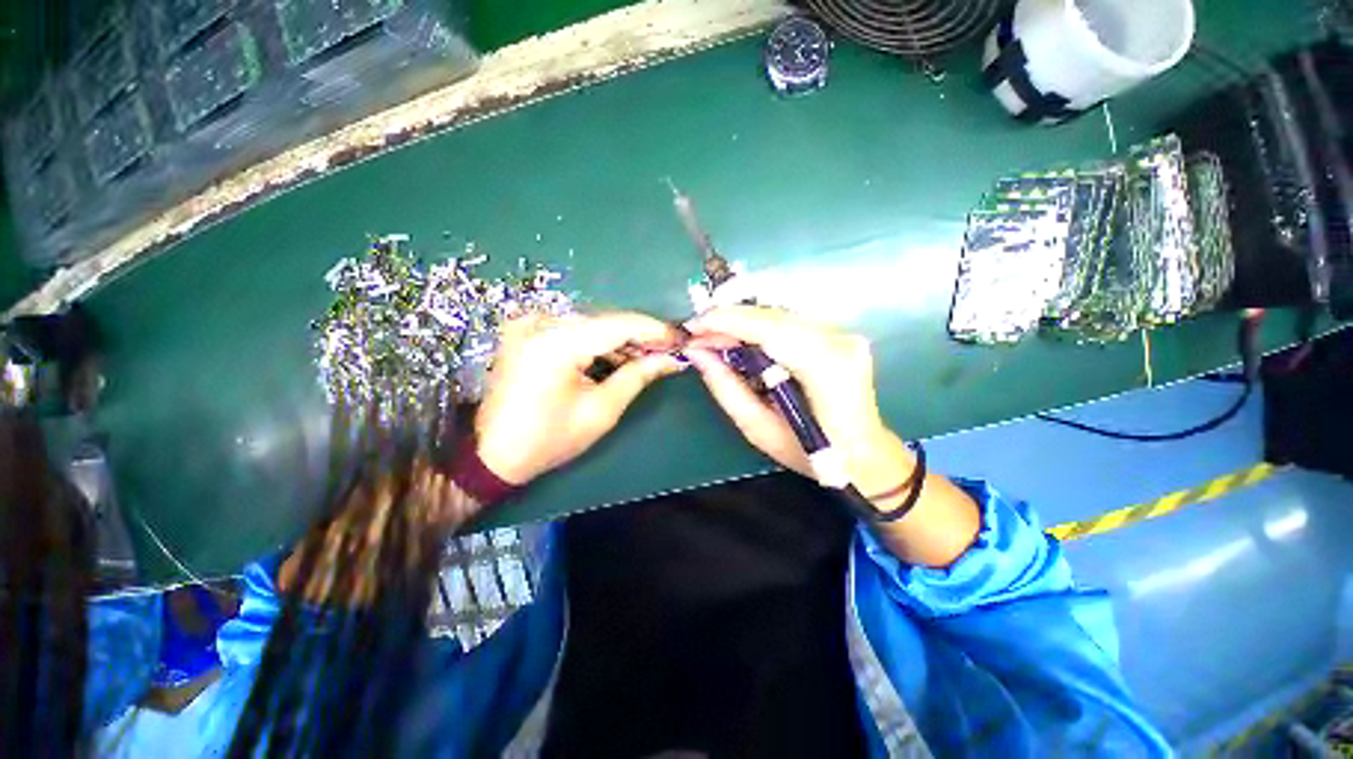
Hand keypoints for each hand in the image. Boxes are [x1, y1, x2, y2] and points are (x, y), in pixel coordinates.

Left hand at [475, 312, 683, 483]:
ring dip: (621, 340)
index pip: (618, 325)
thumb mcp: (601, 411)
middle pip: (605, 322)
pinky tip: (618, 357)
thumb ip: (638, 376)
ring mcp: (529, 324)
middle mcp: (540, 323)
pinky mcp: (526, 332)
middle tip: (668, 351)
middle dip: (640, 336)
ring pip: (591, 325)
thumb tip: (670, 359)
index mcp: (556, 344)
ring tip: (648, 357)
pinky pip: (573, 330)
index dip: (653, 330)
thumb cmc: (548, 439)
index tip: (680, 337)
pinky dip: (598, 343)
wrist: (492, 453)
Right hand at [684, 306, 912, 497]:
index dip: (728, 322)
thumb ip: (726, 388)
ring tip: (713, 336)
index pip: (770, 330)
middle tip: (697, 334)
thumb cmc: (812, 453)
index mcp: (826, 370)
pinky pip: (789, 322)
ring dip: (742, 322)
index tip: (693, 327)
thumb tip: (697, 354)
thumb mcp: (759, 429)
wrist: (864, 454)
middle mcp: (839, 342)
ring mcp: (842, 334)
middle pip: (773, 316)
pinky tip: (739, 338)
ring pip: (779, 315)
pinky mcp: (838, 334)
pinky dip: (758, 326)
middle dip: (729, 320)